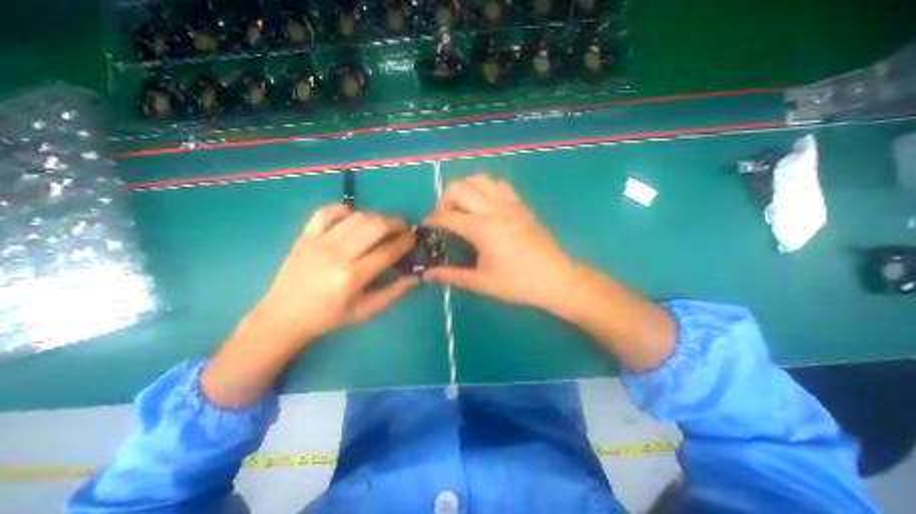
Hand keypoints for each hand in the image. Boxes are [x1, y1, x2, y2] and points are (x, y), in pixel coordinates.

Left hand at [250, 203, 417, 344]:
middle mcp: (337, 255)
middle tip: (404, 227)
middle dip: (395, 223)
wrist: (284, 315)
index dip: (405, 242)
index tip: (414, 238)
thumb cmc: (329, 316)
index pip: (388, 251)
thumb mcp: (366, 310)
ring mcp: (319, 242)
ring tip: (384, 223)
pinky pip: (327, 211)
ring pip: (356, 217)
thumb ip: (394, 292)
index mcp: (353, 277)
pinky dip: (344, 210)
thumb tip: (416, 276)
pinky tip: (353, 217)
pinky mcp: (305, 235)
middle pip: (374, 227)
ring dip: (376, 216)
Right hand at [419, 175, 578, 314]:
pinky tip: (485, 204)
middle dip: (444, 199)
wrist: (556, 278)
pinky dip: (485, 187)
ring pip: (480, 179)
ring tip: (463, 207)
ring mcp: (510, 204)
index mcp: (482, 228)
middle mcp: (494, 209)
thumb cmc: (518, 283)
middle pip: (460, 188)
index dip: (432, 220)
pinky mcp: (521, 205)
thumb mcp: (481, 282)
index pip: (448, 216)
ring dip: (465, 188)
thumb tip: (427, 275)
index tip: (426, 226)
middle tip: (444, 216)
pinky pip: (499, 185)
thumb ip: (452, 275)